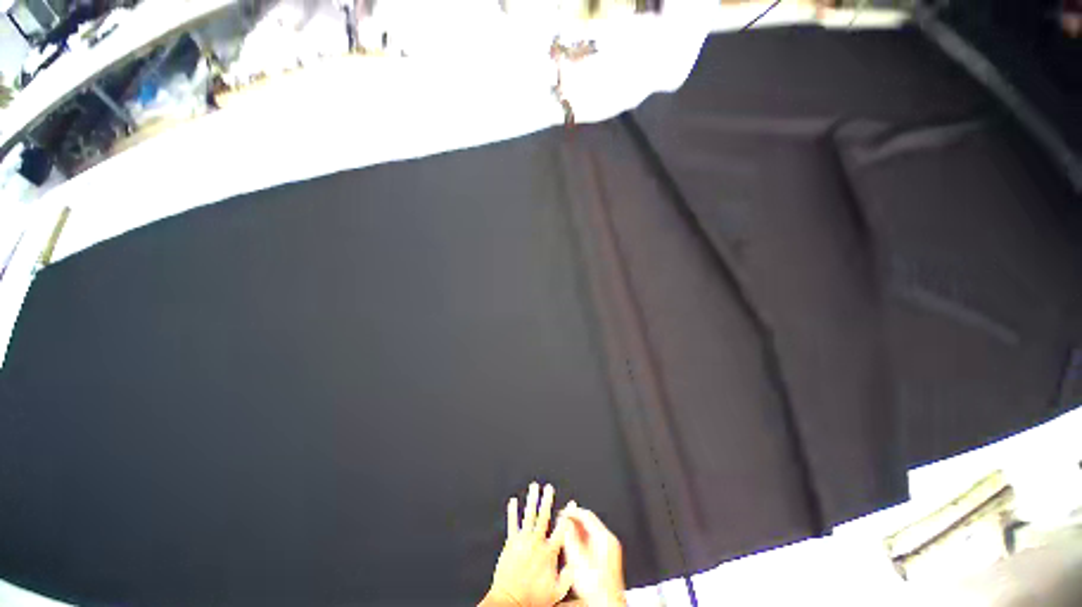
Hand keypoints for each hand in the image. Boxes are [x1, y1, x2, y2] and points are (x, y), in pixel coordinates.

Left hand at [482, 483, 572, 606]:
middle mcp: (536, 543)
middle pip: (543, 516)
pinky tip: (512, 501)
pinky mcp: (510, 543)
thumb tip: (576, 561)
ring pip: (529, 515)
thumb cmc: (534, 599)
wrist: (511, 601)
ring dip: (532, 500)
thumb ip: (568, 574)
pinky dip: (512, 512)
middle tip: (549, 487)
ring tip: (534, 487)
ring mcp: (523, 541)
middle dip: (547, 500)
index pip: (561, 529)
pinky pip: (512, 524)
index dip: (568, 514)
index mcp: (549, 552)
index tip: (571, 502)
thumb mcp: (557, 591)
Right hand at [558, 502, 625, 606]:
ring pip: (592, 532)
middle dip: (575, 521)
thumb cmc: (595, 586)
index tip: (563, 512)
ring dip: (578, 530)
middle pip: (590, 522)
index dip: (573, 512)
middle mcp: (609, 540)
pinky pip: (594, 540)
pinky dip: (583, 539)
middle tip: (563, 521)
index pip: (587, 515)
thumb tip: (565, 522)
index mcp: (604, 537)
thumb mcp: (576, 558)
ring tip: (566, 532)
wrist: (606, 603)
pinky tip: (574, 545)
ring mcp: (610, 549)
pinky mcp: (608, 557)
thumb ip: (570, 537)